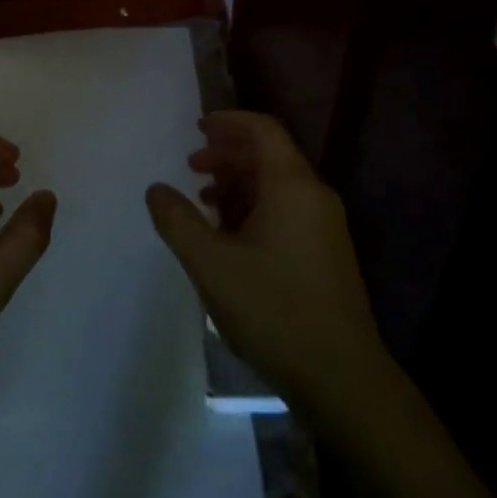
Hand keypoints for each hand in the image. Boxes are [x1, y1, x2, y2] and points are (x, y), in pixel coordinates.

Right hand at [146, 111, 384, 415]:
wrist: (341, 376)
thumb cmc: (273, 309)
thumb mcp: (211, 264)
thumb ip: (178, 221)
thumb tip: (156, 189)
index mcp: (292, 186)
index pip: (264, 130)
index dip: (229, 122)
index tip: (197, 127)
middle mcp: (314, 196)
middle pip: (270, 155)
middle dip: (228, 154)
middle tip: (191, 166)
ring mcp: (325, 226)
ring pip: (278, 185)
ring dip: (239, 183)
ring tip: (204, 202)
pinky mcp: (326, 253)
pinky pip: (287, 210)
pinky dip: (255, 208)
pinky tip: (230, 236)